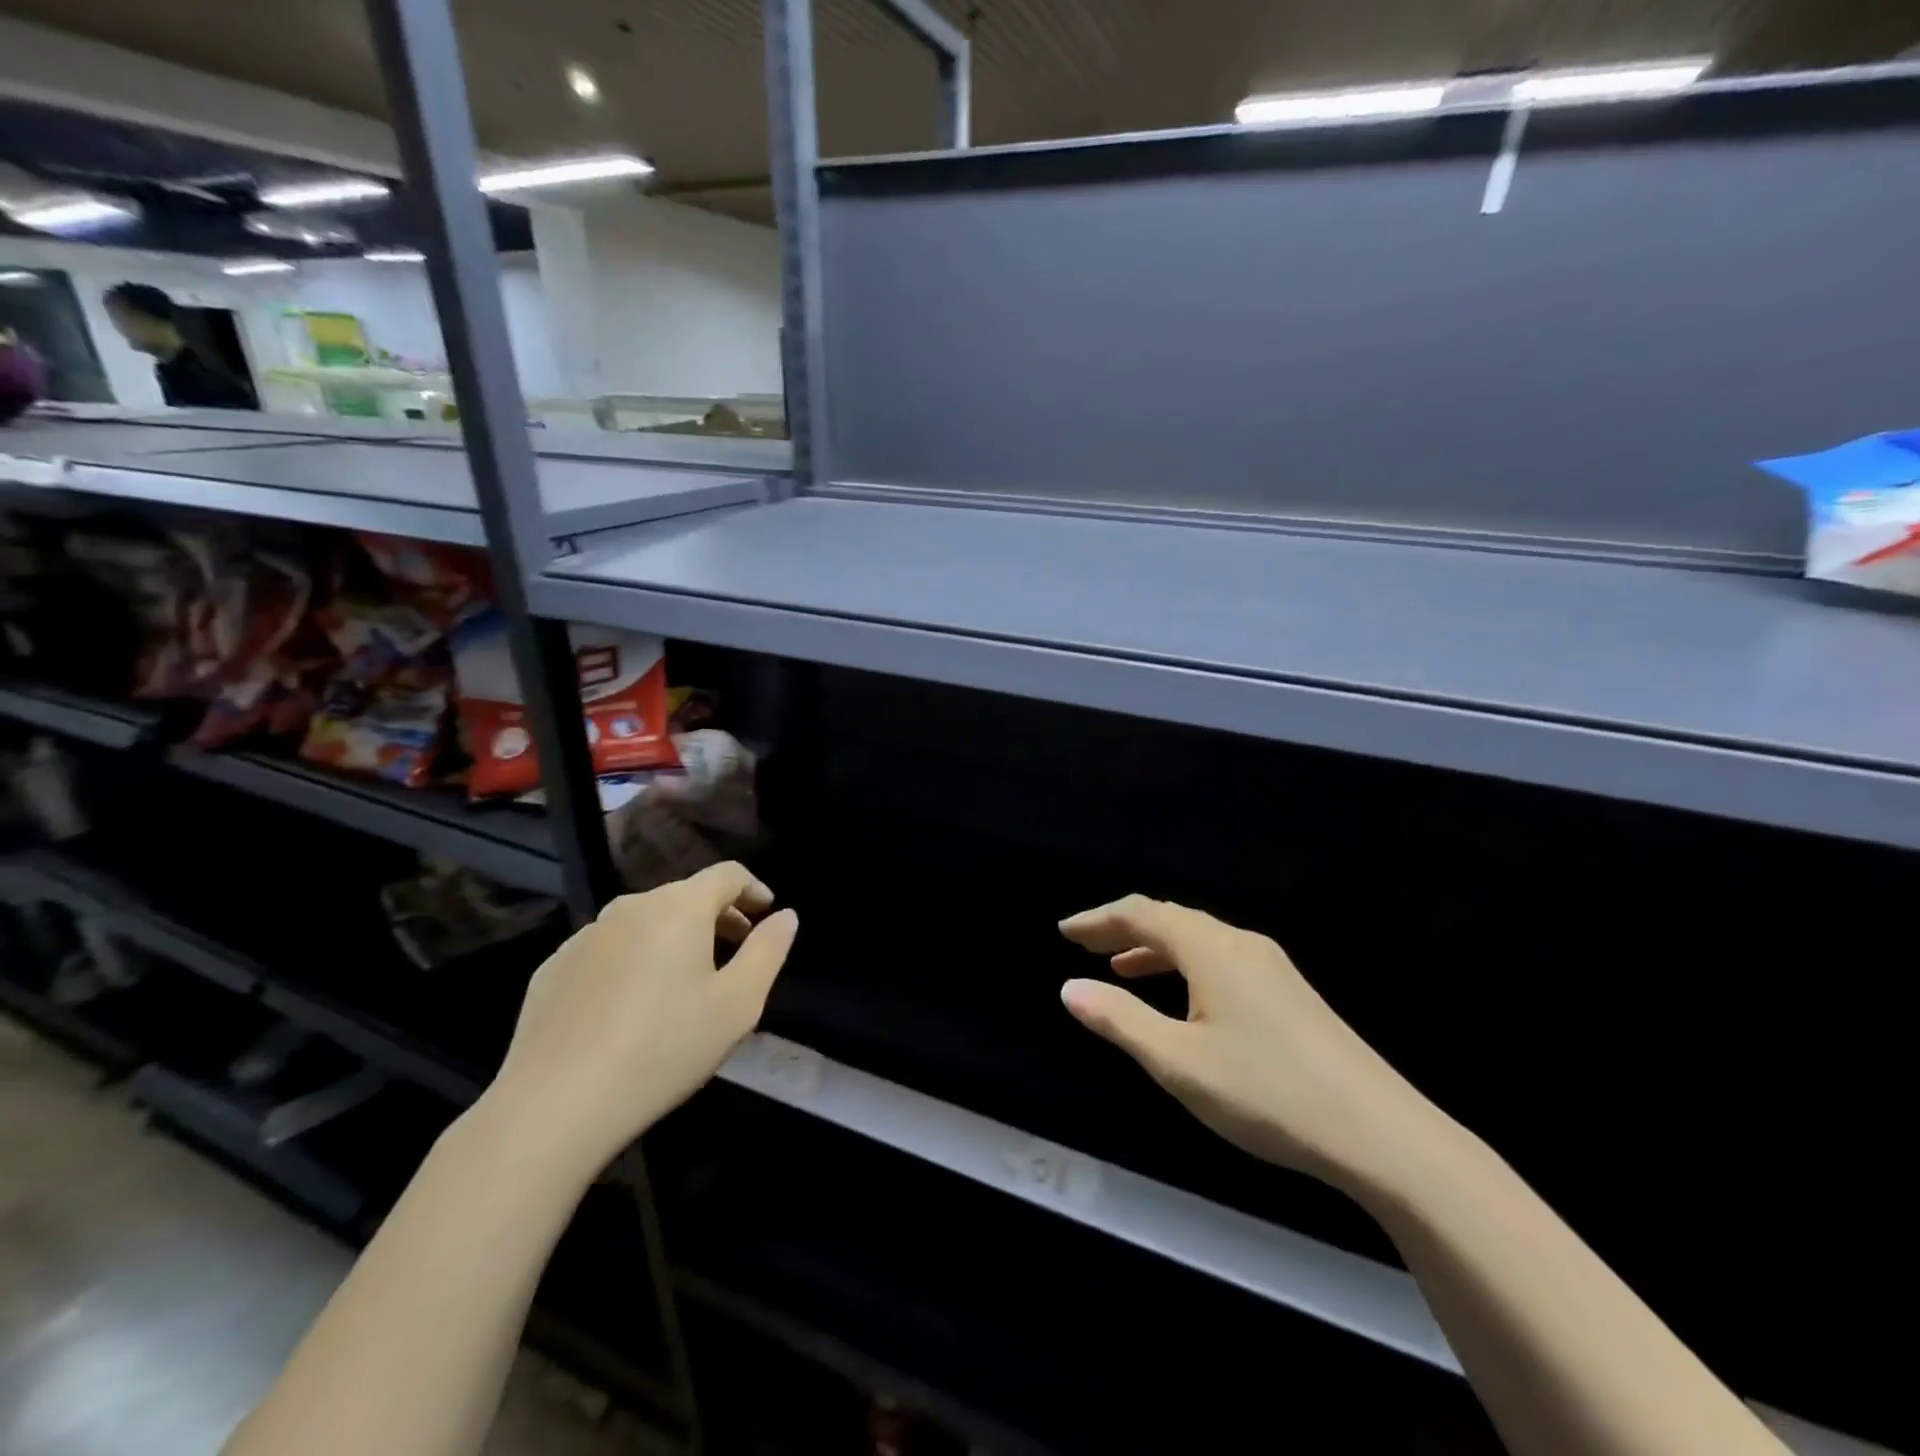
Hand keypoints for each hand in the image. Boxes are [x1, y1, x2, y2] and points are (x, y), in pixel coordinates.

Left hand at [482, 862, 797, 1179]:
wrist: (554, 1106)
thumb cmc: (663, 1049)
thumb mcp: (737, 1005)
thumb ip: (769, 951)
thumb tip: (786, 916)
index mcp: (679, 908)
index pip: (726, 874)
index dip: (753, 888)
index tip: (767, 914)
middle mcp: (630, 907)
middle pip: (685, 896)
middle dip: (717, 916)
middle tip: (734, 952)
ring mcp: (585, 936)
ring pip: (645, 922)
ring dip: (674, 938)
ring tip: (684, 982)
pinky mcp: (553, 968)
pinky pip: (608, 949)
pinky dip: (632, 960)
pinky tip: (631, 1007)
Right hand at [1059, 895, 1448, 1192]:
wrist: (1383, 1134)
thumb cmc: (1267, 1093)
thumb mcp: (1179, 1063)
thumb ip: (1120, 1021)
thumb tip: (1070, 987)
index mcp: (1211, 949)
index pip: (1142, 914)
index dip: (1098, 919)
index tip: (1064, 932)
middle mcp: (1240, 943)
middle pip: (1171, 918)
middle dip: (1124, 927)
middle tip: (1086, 944)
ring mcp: (1271, 965)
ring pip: (1199, 938)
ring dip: (1155, 947)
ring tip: (1123, 968)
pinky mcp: (1290, 991)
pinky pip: (1221, 957)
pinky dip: (1186, 964)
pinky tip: (1185, 996)